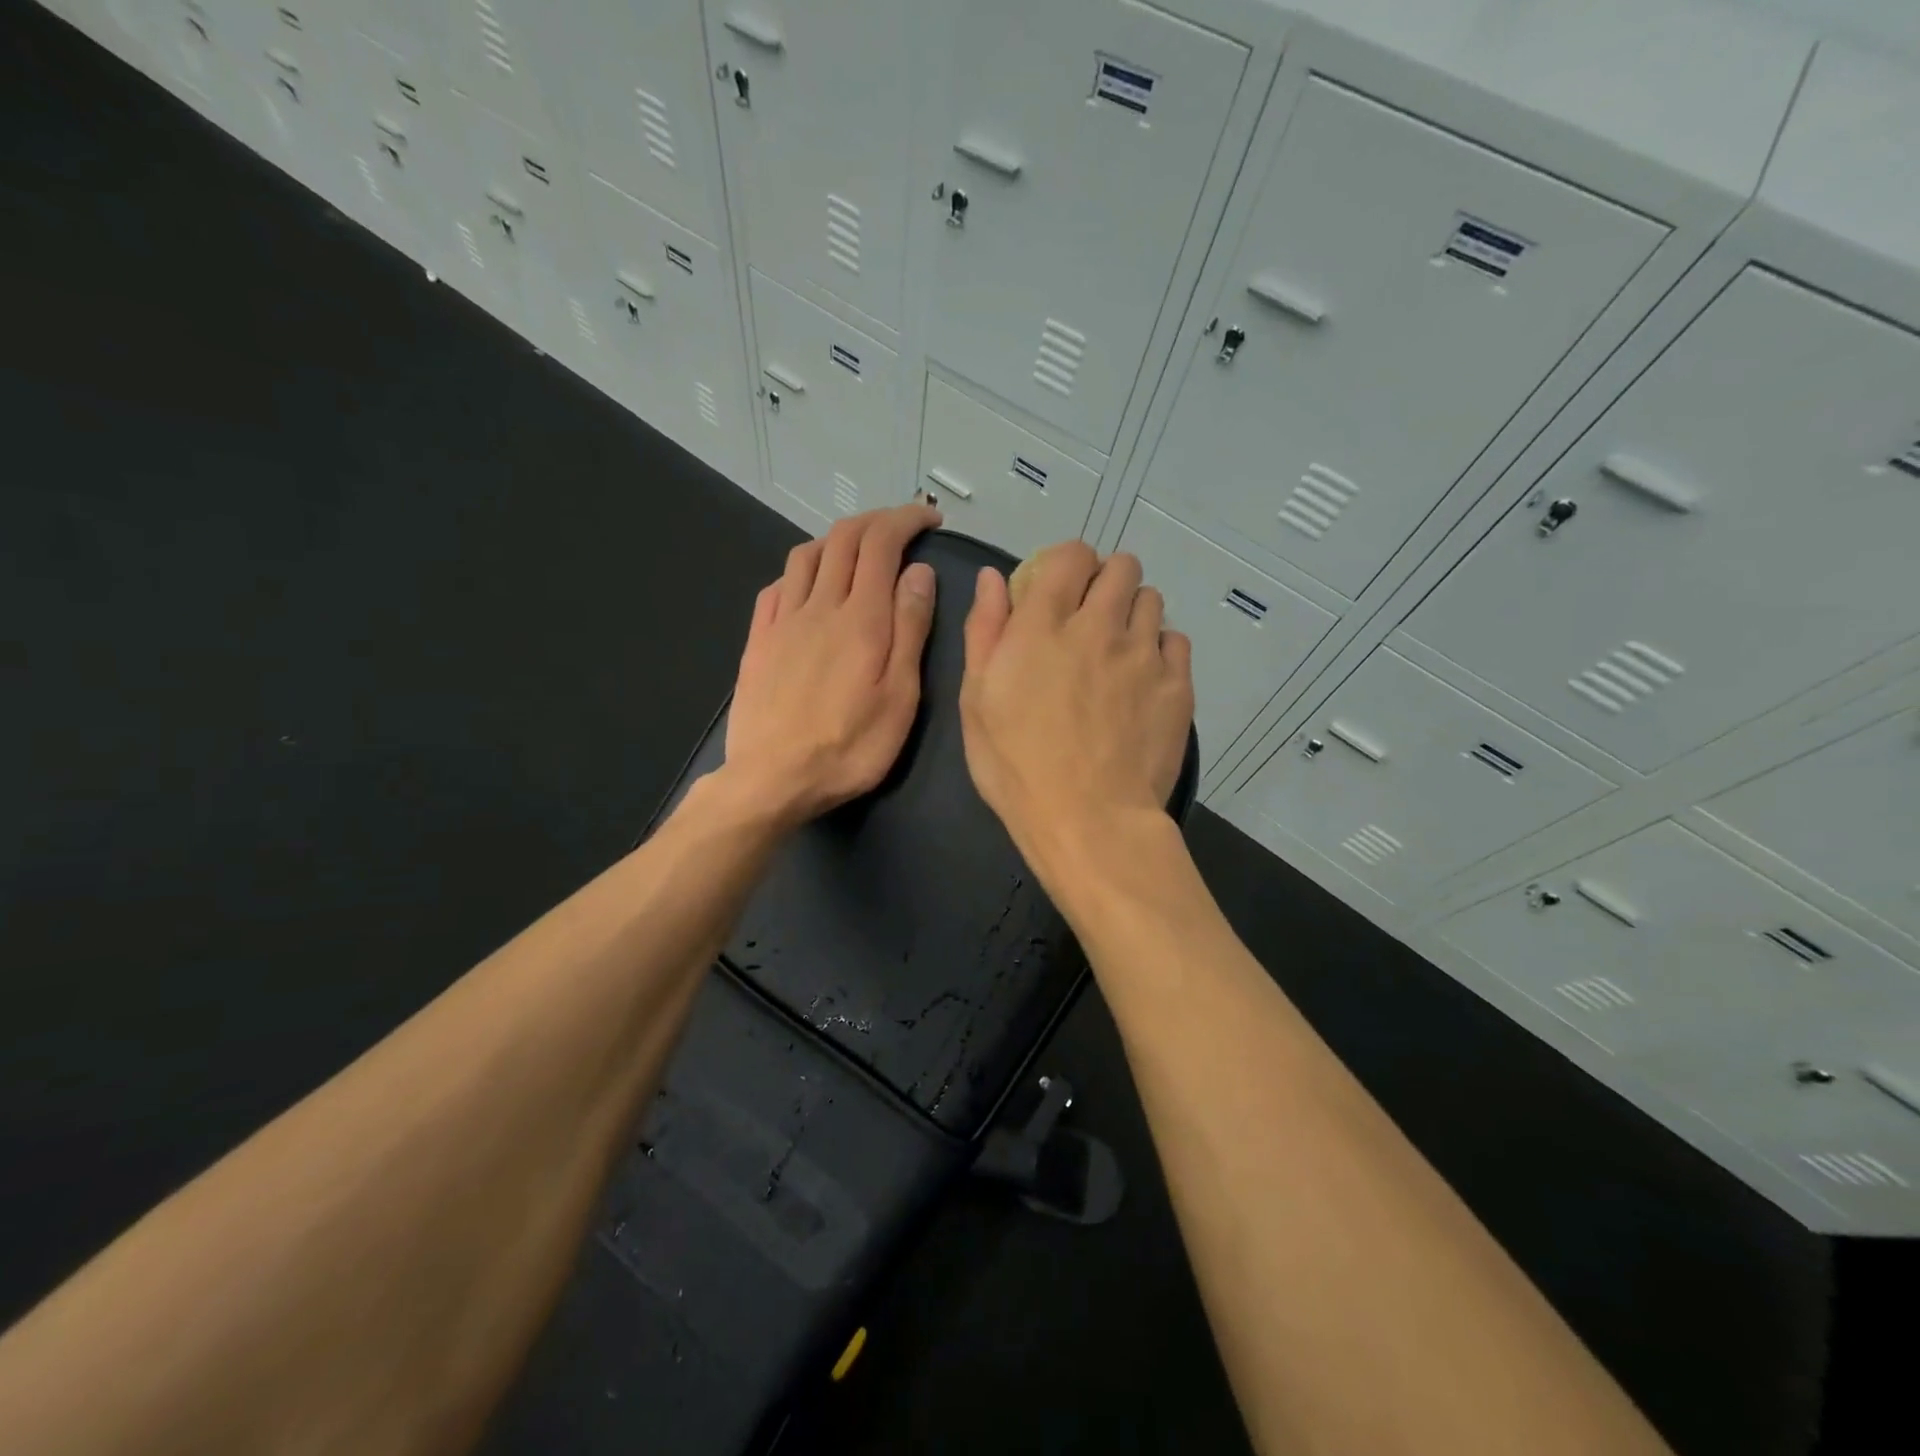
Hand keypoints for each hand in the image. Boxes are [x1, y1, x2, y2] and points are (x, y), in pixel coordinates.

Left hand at [722, 504, 940, 831]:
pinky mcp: (758, 641)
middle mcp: (818, 606)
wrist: (772, 779)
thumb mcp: (900, 696)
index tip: (929, 518)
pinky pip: (776, 587)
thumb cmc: (849, 747)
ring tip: (858, 551)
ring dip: (836, 539)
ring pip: (806, 555)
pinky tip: (808, 586)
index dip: (906, 519)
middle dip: (876, 520)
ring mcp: (782, 622)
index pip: (881, 543)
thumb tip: (918, 572)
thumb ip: (909, 630)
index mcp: (860, 618)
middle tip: (902, 528)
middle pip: (843, 539)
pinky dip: (800, 570)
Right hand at [959, 541, 1193, 882]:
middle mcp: (1099, 625)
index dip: (1066, 564)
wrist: (1089, 819)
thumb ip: (985, 630)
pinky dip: (1160, 650)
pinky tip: (1144, 681)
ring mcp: (1144, 654)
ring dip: (1133, 613)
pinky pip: (1176, 642)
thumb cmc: (1017, 766)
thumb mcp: (976, 700)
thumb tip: (995, 577)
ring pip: (1151, 600)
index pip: (1070, 555)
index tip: (1058, 590)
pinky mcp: (1178, 684)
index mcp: (1044, 625)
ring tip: (1119, 651)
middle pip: (1121, 567)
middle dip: (1104, 581)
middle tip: (1090, 619)